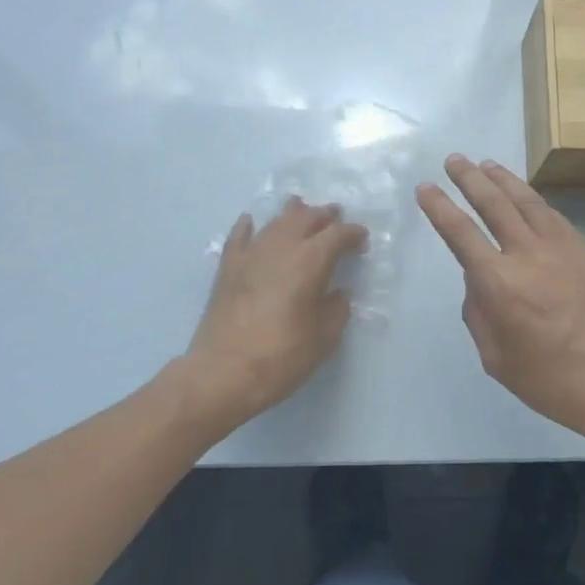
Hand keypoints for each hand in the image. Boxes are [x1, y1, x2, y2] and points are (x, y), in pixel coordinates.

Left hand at [184, 198, 367, 434]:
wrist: (223, 373)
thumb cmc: (281, 357)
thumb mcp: (323, 339)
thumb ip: (336, 310)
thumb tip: (337, 294)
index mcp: (311, 261)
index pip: (338, 234)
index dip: (353, 234)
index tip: (362, 242)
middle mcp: (282, 247)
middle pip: (307, 218)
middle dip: (325, 216)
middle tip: (336, 217)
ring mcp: (251, 254)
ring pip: (276, 221)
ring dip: (293, 214)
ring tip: (302, 210)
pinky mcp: (228, 268)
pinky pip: (240, 236)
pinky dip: (249, 226)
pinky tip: (251, 221)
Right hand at [416, 154, 584, 446]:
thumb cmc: (551, 380)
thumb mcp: (496, 357)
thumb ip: (479, 313)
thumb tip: (479, 280)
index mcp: (500, 283)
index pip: (461, 234)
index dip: (439, 208)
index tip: (425, 188)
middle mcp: (529, 254)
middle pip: (494, 204)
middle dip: (470, 179)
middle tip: (454, 159)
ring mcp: (562, 248)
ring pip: (527, 201)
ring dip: (503, 179)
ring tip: (486, 165)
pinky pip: (552, 215)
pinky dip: (533, 199)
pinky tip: (526, 197)